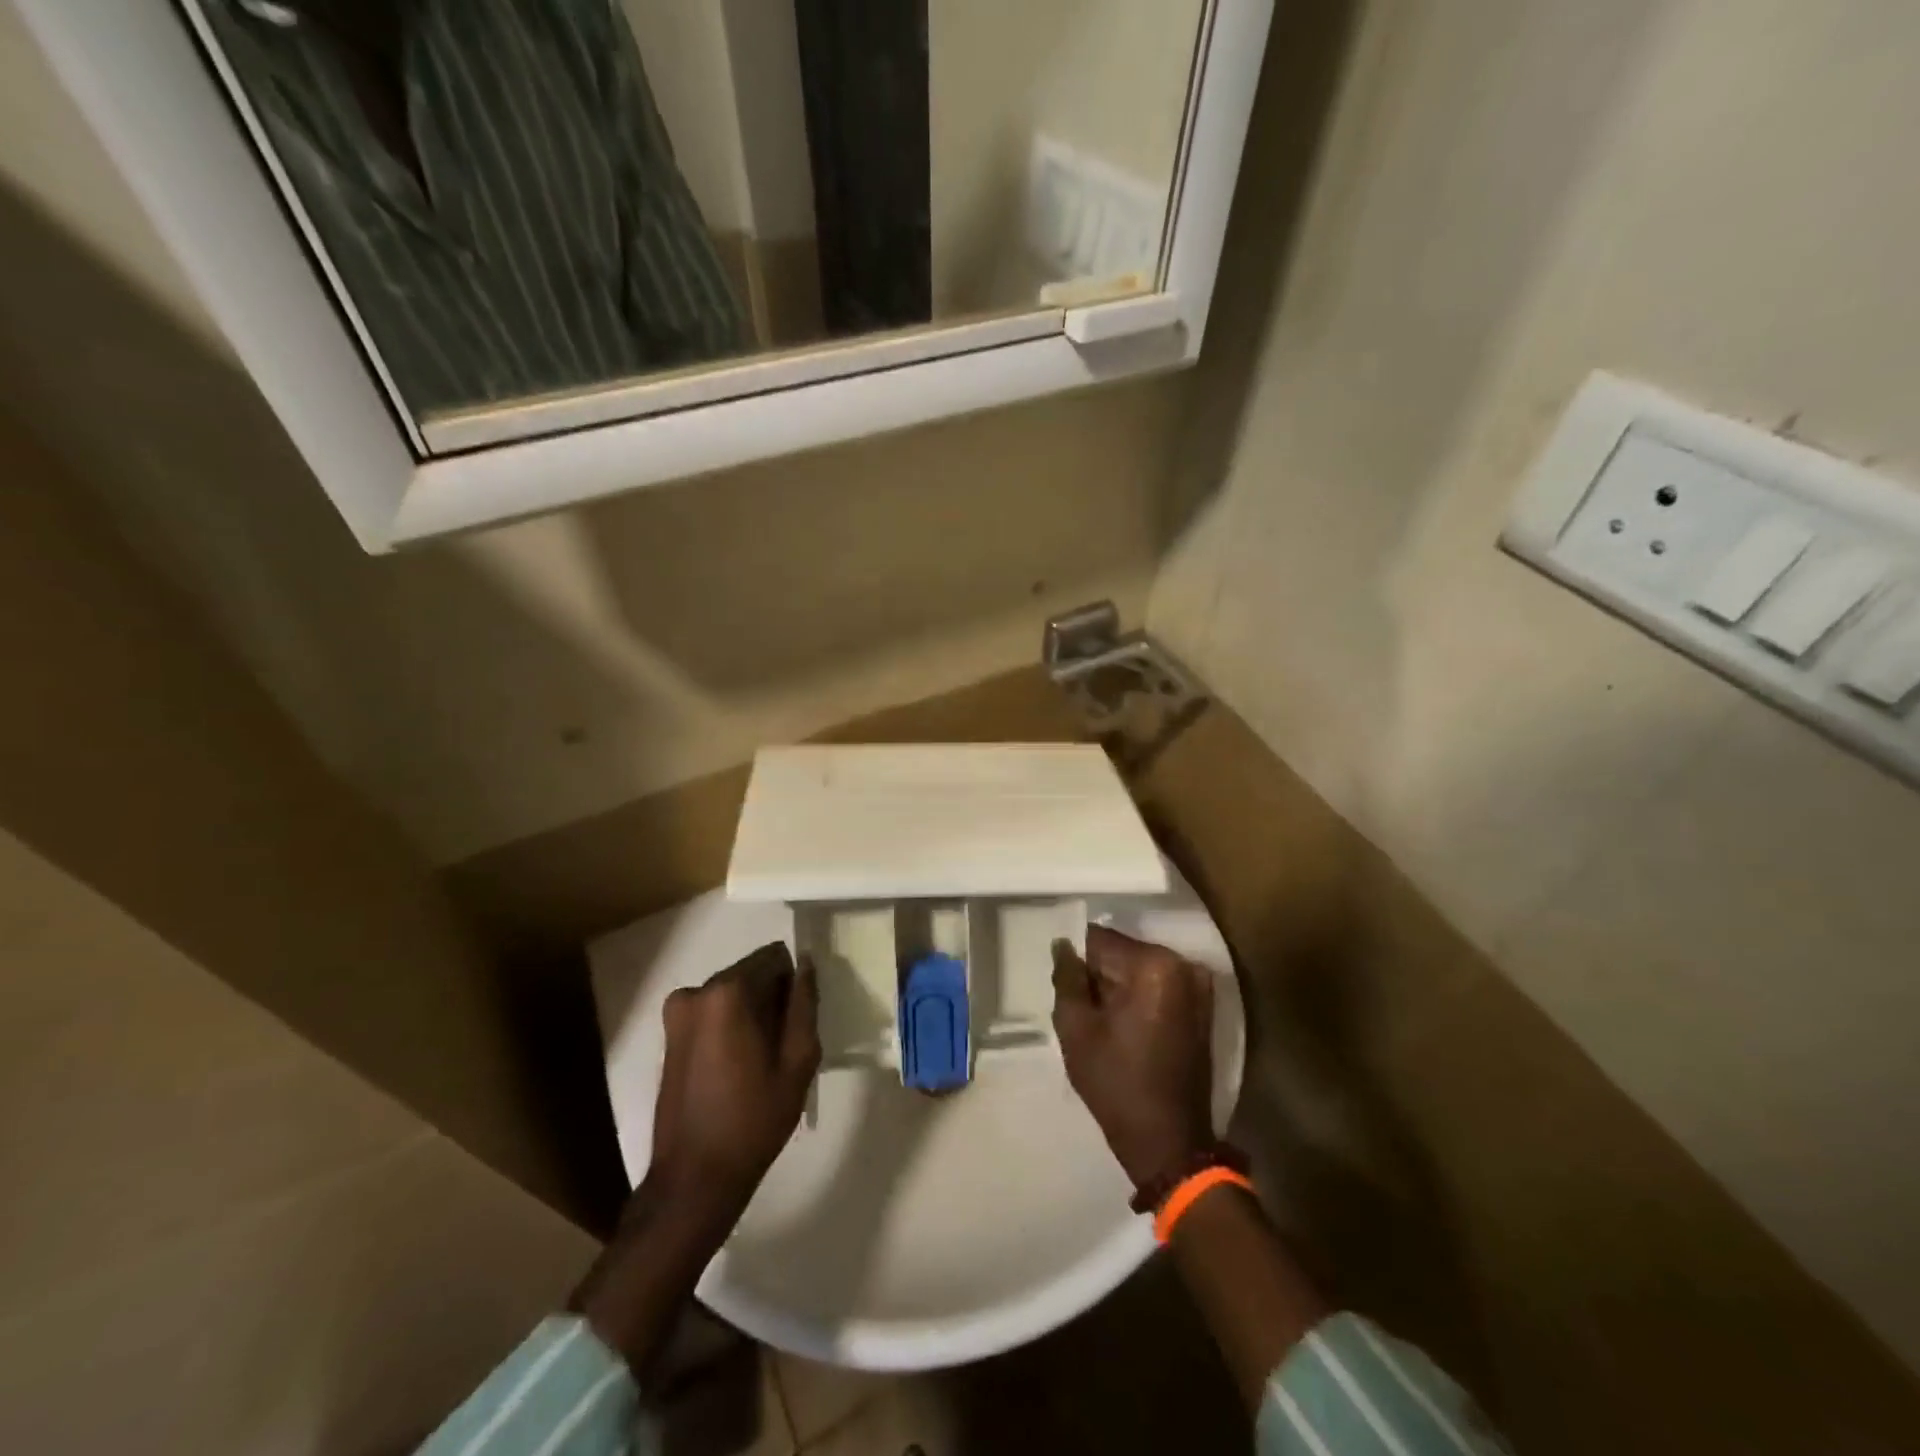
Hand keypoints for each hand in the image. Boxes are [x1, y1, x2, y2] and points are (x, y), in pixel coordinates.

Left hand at [648, 941, 819, 1216]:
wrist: (695, 1178)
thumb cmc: (754, 1118)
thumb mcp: (798, 1060)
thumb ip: (804, 1004)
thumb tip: (805, 964)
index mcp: (728, 992)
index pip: (775, 957)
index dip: (794, 985)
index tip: (799, 1020)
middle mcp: (697, 991)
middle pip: (752, 973)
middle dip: (773, 998)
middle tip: (785, 1046)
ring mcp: (677, 1013)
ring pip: (733, 994)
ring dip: (753, 1013)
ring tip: (762, 1061)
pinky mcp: (669, 1035)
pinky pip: (714, 1012)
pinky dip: (732, 1026)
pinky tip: (740, 1067)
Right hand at [1052, 925, 1215, 1189]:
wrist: (1169, 1142)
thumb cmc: (1117, 1083)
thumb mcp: (1075, 1028)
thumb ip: (1066, 977)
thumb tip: (1063, 944)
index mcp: (1153, 965)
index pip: (1099, 939)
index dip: (1077, 962)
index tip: (1067, 989)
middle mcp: (1182, 964)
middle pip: (1122, 953)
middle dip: (1099, 975)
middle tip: (1084, 1012)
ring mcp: (1198, 986)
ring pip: (1139, 970)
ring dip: (1118, 988)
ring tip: (1104, 1024)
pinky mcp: (1203, 1007)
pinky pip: (1158, 987)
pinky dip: (1139, 999)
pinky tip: (1126, 1030)